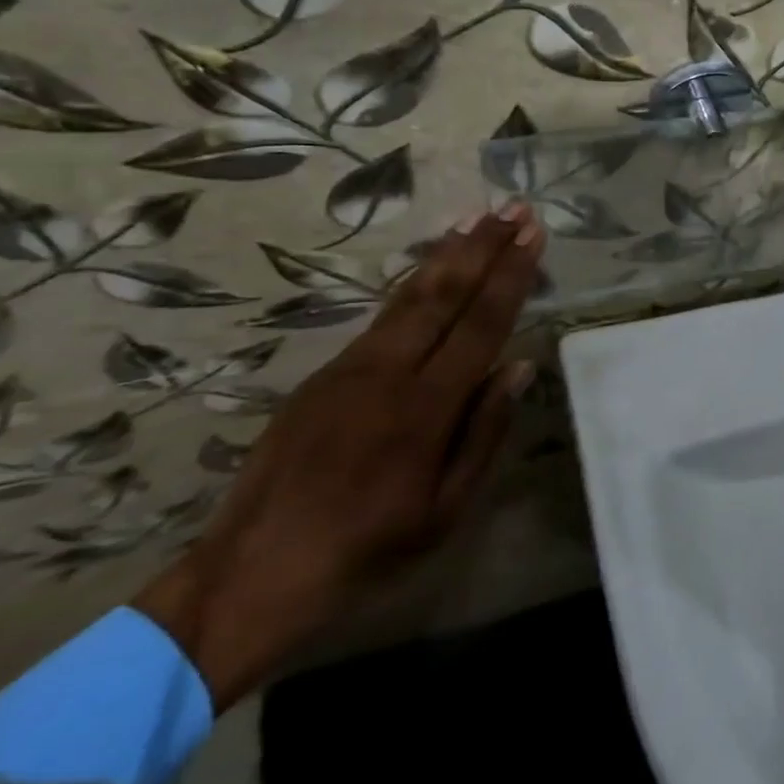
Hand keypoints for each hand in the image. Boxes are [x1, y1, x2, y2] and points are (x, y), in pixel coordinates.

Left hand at [132, 206, 544, 709]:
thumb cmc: (366, 551)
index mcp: (425, 409)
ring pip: (408, 296)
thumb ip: (484, 433)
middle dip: (483, 246)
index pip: (481, 325)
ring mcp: (349, 369)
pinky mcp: (323, 375)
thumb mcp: (444, 511)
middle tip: (513, 208)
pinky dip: (413, 282)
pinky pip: (381, 317)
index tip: (532, 235)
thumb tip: (518, 367)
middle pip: (444, 294)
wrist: (251, 576)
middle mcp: (388, 374)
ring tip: (476, 217)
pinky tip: (430, 269)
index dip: (511, 276)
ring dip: (447, 253)